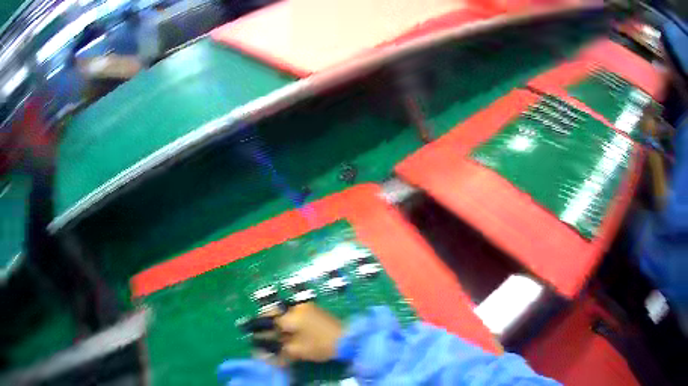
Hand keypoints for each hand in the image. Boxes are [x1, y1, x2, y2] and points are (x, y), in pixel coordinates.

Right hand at [246, 302, 342, 362]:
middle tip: (262, 332)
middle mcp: (298, 307)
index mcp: (292, 315)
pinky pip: (296, 314)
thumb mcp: (297, 351)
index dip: (258, 327)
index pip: (268, 319)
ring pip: (286, 313)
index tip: (249, 330)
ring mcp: (308, 308)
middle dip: (267, 322)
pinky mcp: (316, 311)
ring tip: (275, 334)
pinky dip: (290, 322)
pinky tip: (289, 331)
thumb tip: (260, 354)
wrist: (348, 340)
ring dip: (278, 322)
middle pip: (276, 313)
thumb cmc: (320, 345)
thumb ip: (277, 352)